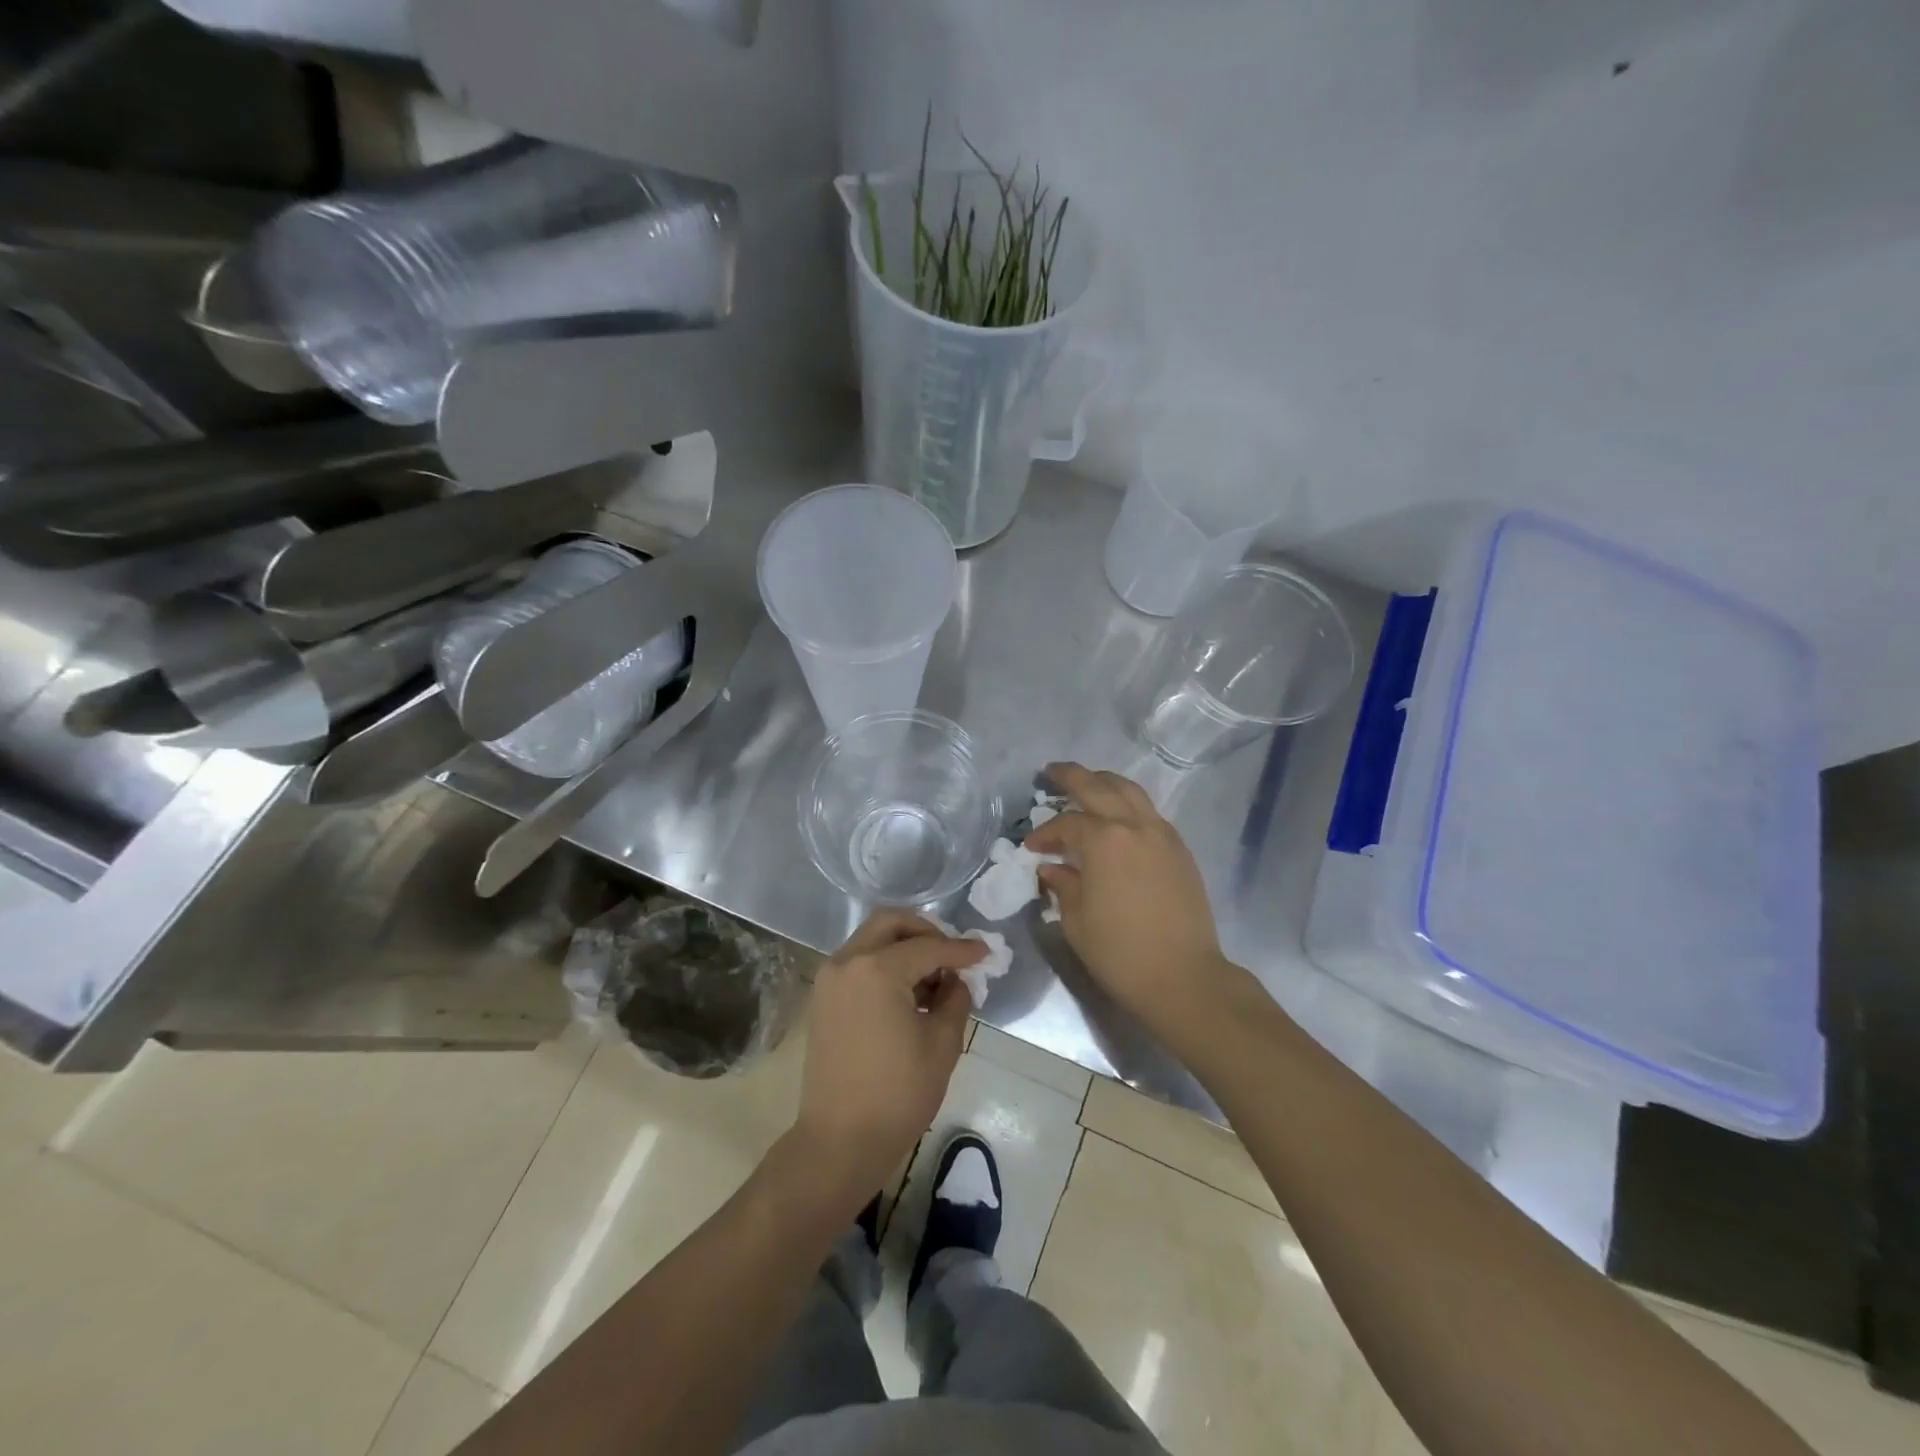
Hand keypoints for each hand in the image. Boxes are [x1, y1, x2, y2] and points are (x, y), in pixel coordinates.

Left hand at [792, 909, 981, 1197]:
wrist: (839, 1141)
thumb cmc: (897, 1094)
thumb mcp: (942, 1044)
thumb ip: (955, 999)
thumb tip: (955, 980)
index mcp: (876, 969)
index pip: (928, 947)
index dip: (960, 950)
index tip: (985, 953)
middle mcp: (847, 962)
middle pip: (891, 923)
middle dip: (926, 932)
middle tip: (952, 954)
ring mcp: (830, 979)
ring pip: (872, 940)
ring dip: (904, 947)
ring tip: (934, 977)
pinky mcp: (823, 998)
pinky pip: (858, 963)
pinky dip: (884, 964)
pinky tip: (909, 992)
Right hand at [1026, 762, 1238, 1030]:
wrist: (1183, 977)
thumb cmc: (1120, 952)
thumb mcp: (1077, 920)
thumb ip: (1063, 885)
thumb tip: (1052, 867)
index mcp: (1104, 841)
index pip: (1067, 823)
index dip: (1045, 833)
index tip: (1032, 848)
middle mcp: (1134, 826)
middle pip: (1099, 786)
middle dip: (1072, 776)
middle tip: (1051, 772)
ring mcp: (1162, 834)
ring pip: (1130, 791)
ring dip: (1105, 782)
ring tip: (1087, 782)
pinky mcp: (1179, 849)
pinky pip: (1149, 812)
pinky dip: (1129, 804)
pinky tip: (1118, 817)